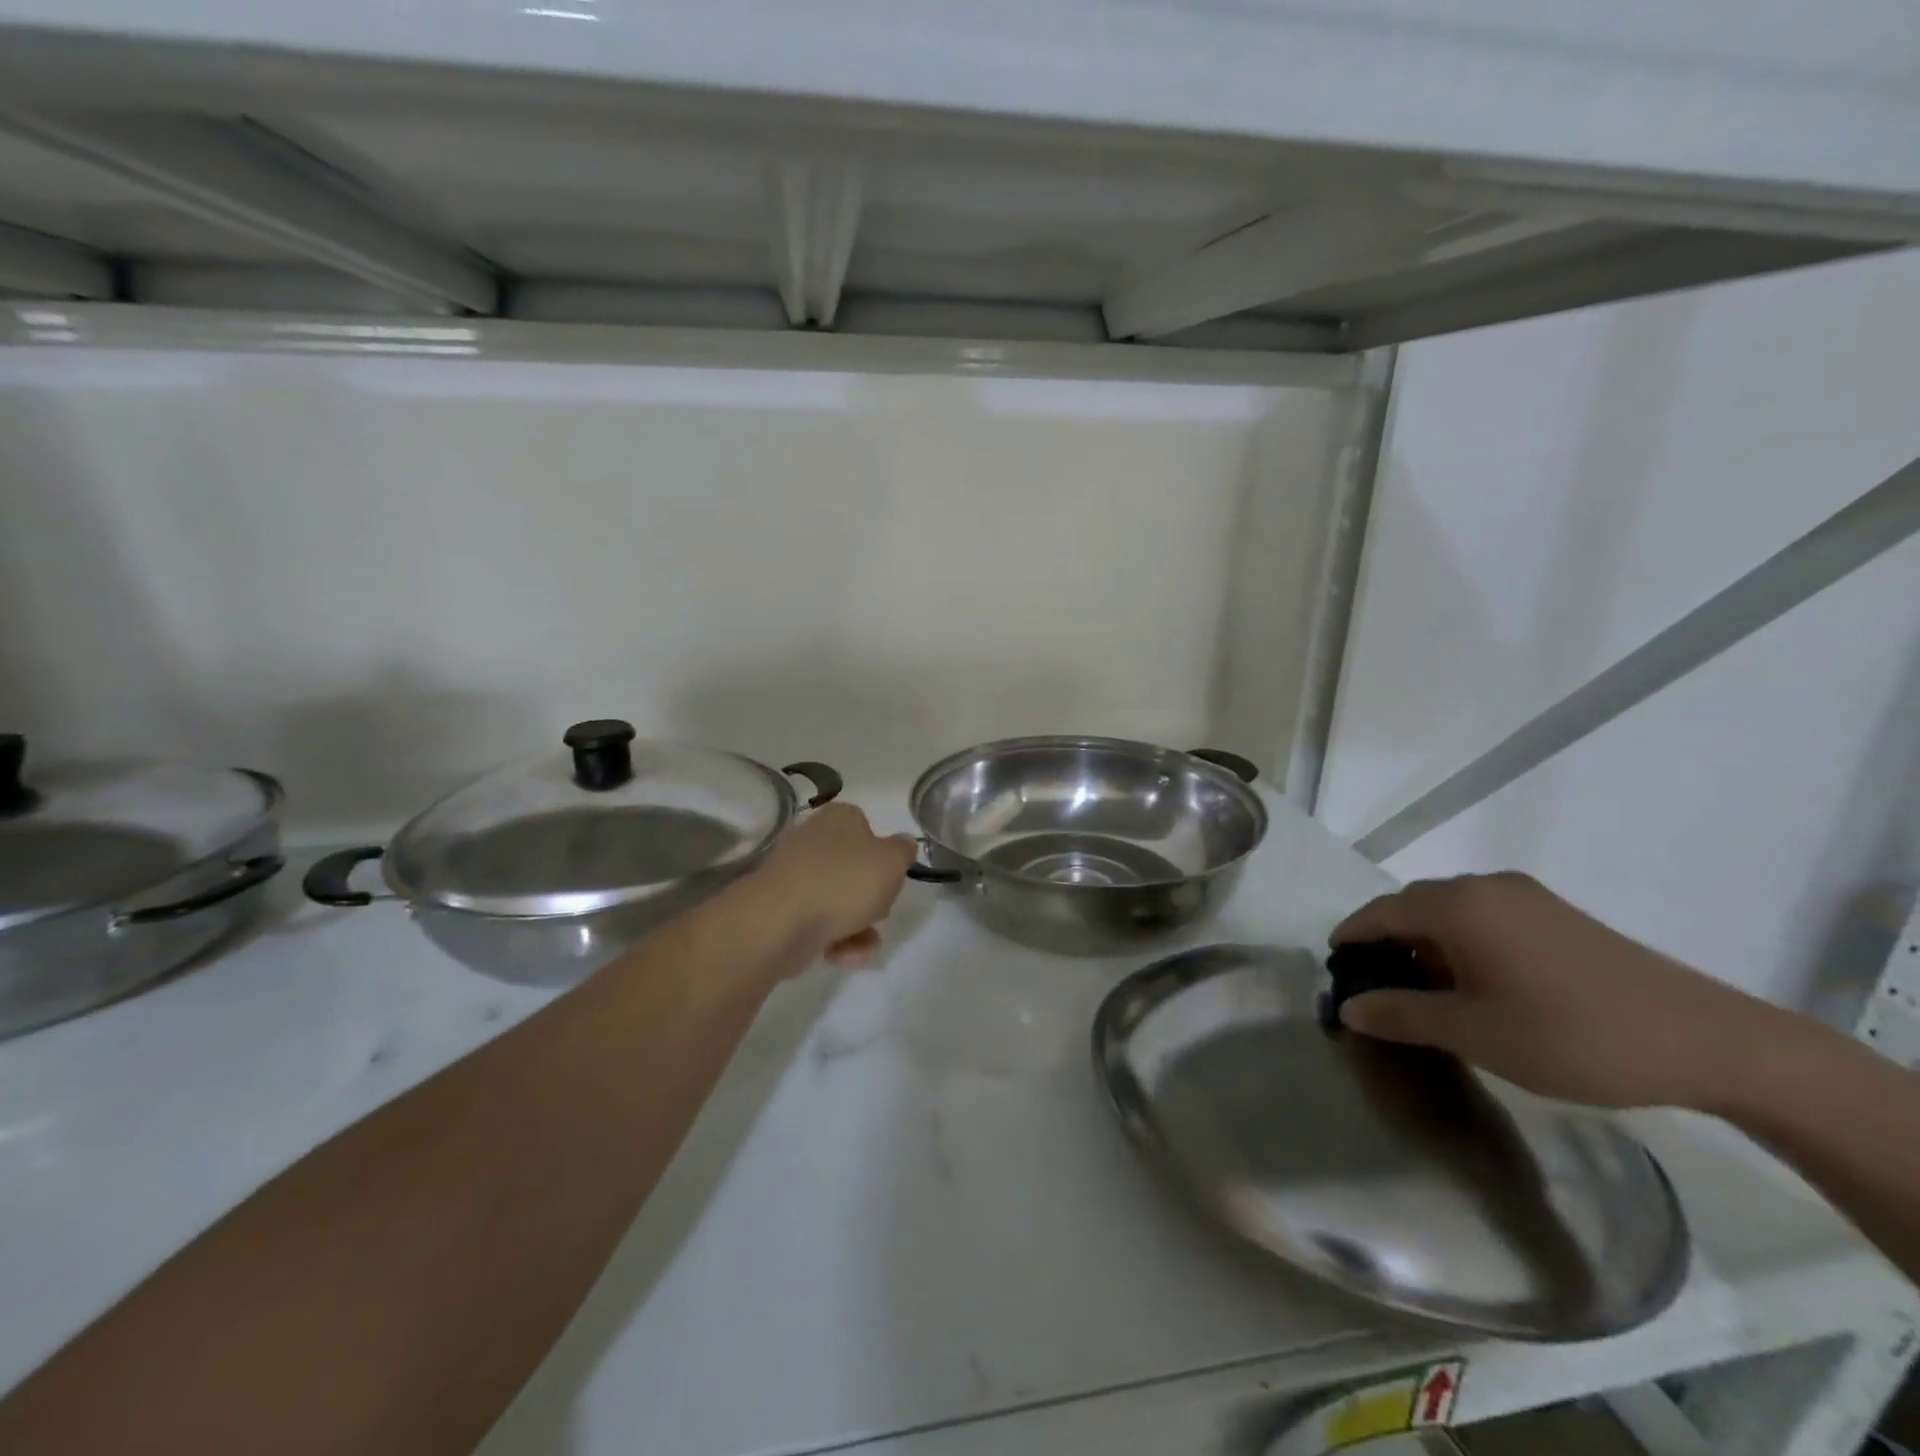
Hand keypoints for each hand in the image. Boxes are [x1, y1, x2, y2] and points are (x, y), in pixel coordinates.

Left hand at [750, 803, 918, 967]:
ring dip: (856, 926)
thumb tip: (903, 843)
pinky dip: (833, 939)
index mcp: (839, 818)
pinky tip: (841, 955)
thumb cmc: (843, 881)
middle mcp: (812, 839)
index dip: (883, 856)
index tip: (890, 879)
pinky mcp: (780, 908)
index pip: (867, 829)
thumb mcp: (892, 862)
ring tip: (863, 946)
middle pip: (852, 869)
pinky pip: (816, 921)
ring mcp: (793, 874)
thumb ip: (903, 851)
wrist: (780, 921)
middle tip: (879, 913)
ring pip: (836, 899)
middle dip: (870, 898)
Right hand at [1331, 872, 1777, 1110]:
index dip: (1350, 940)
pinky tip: (1477, 984)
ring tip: (1426, 993)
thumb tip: (1348, 1008)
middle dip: (1386, 944)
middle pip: (1412, 907)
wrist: (1708, 1042)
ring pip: (1450, 912)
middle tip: (1377, 990)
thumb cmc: (1571, 1035)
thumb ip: (1401, 1015)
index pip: (1379, 912)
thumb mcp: (1474, 1033)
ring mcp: (1526, 897)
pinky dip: (1462, 943)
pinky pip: (1485, 917)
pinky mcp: (1557, 914)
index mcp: (1456, 906)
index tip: (1335, 972)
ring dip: (1426, 945)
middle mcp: (1484, 886)